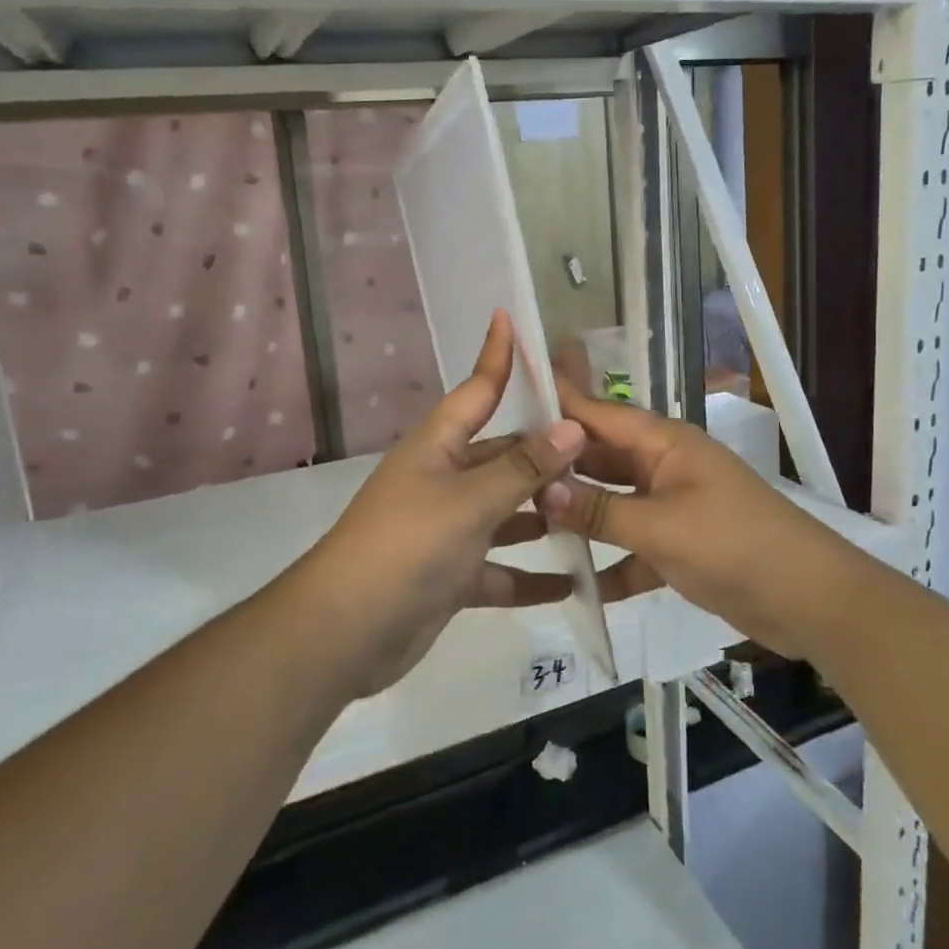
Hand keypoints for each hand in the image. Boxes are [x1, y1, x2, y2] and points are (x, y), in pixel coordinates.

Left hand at [301, 312, 584, 695]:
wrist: (345, 631)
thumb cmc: (408, 546)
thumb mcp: (471, 501)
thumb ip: (523, 467)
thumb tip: (572, 427)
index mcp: (439, 448)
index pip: (477, 390)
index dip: (496, 355)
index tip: (510, 317)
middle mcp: (444, 480)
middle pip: (502, 455)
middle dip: (545, 452)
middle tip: (603, 448)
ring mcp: (447, 529)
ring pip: (505, 513)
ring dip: (543, 516)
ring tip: (596, 513)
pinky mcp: (450, 575)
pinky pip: (499, 569)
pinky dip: (529, 576)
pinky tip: (571, 583)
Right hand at [539, 382, 836, 658]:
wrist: (809, 599)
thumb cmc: (734, 545)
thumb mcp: (660, 527)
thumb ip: (600, 510)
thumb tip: (541, 490)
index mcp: (664, 444)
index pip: (600, 413)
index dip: (559, 402)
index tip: (514, 390)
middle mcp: (663, 466)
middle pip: (601, 458)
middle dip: (558, 467)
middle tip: (502, 473)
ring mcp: (672, 505)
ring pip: (613, 502)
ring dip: (580, 515)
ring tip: (523, 524)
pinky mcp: (679, 544)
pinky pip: (633, 544)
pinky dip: (612, 562)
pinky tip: (578, 585)